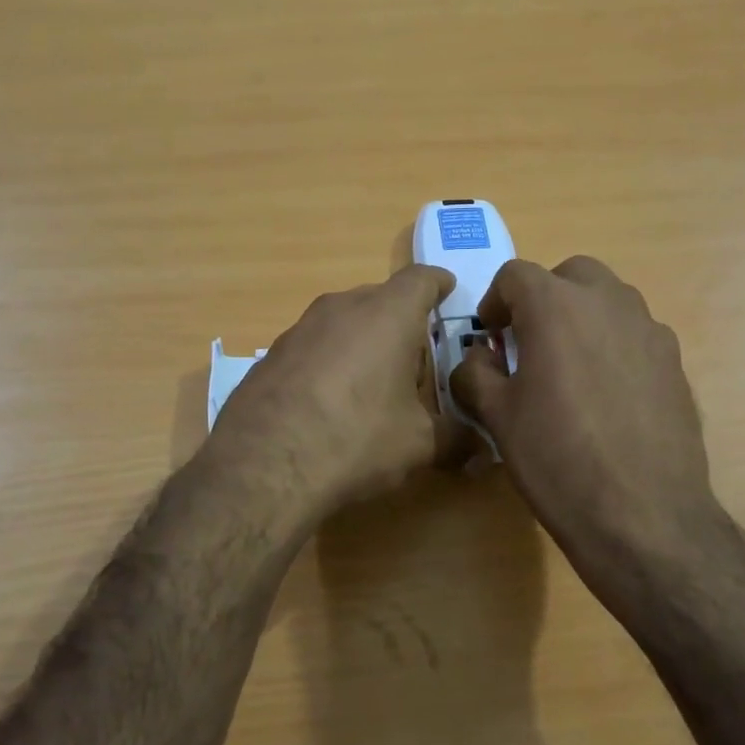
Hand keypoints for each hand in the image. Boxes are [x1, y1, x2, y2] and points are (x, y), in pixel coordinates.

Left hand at [208, 265, 466, 519]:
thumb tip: (481, 449)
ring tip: (372, 385)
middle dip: (401, 322)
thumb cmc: (356, 439)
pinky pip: (313, 346)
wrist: (263, 465)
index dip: (438, 284)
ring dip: (362, 342)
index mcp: (387, 315)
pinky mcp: (270, 355)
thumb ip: (456, 439)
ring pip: (343, 322)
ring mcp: (299, 328)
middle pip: (380, 300)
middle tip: (415, 361)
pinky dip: (329, 362)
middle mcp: (341, 308)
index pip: (421, 279)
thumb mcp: (418, 445)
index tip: (448, 290)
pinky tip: (328, 402)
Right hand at [450, 256, 719, 598]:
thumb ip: (474, 374)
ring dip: (581, 317)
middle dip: (543, 298)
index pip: (515, 275)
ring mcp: (650, 330)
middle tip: (528, 342)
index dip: (494, 301)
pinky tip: (607, 396)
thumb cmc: (557, 459)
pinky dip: (613, 345)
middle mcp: (608, 303)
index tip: (490, 337)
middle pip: (570, 275)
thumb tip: (478, 360)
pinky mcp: (675, 362)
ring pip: (608, 301)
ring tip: (569, 368)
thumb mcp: (497, 417)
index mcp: (556, 307)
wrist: (644, 514)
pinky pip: (635, 335)